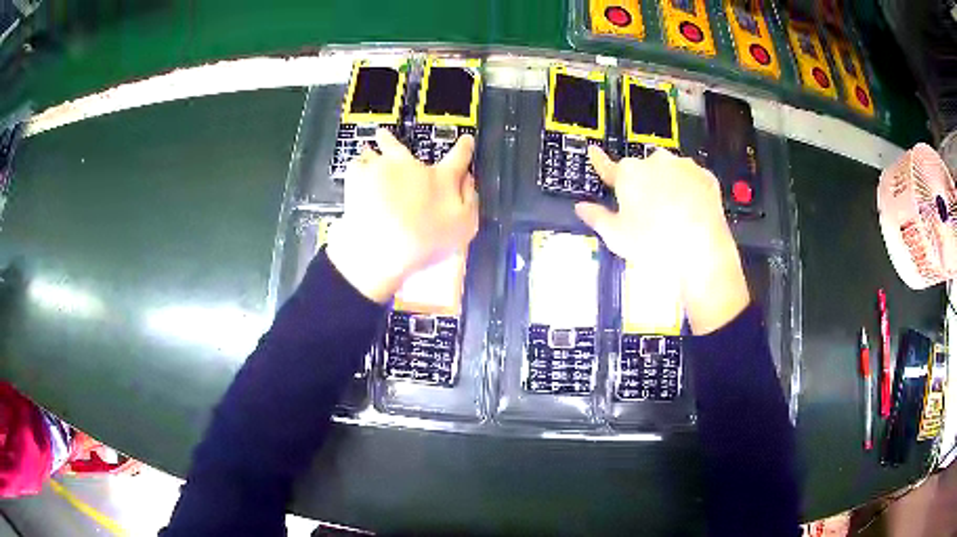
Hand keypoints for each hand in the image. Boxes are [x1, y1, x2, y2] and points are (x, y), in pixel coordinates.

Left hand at [326, 129, 478, 303]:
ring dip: (371, 154)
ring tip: (367, 153)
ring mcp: (382, 168)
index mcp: (441, 178)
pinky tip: (355, 178)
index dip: (465, 147)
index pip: (459, 157)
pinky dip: (357, 171)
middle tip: (384, 134)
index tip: (467, 140)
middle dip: (392, 140)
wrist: (383, 250)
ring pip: (374, 153)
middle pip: (402, 146)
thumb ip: (469, 200)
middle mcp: (412, 166)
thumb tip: (468, 179)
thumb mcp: (464, 226)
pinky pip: (355, 167)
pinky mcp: (357, 178)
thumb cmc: (427, 242)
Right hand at [575, 147, 749, 334]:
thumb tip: (581, 207)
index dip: (599, 161)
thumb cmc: (654, 244)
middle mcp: (655, 161)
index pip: (607, 166)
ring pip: (670, 171)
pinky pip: (692, 179)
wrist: (702, 252)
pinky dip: (690, 190)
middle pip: (643, 169)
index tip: (593, 152)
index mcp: (629, 173)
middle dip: (643, 184)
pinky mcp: (706, 176)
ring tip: (673, 214)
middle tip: (647, 212)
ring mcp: (683, 166)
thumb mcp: (617, 236)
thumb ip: (597, 217)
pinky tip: (691, 211)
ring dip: (668, 184)